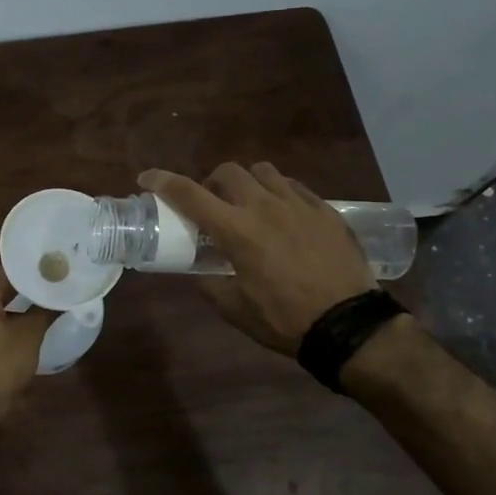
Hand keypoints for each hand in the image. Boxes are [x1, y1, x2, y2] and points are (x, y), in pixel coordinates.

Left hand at [0, 269, 53, 414]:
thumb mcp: (29, 335)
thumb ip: (44, 310)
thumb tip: (60, 297)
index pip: (12, 272)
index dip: (37, 276)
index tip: (59, 277)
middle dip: (24, 292)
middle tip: (53, 293)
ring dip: (10, 309)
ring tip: (40, 310)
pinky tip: (16, 329)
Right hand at [140, 162, 378, 355]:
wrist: (348, 323)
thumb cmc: (284, 319)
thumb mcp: (235, 308)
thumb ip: (212, 283)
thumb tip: (203, 272)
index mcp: (236, 231)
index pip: (190, 195)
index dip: (163, 182)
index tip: (147, 178)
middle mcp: (264, 207)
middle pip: (228, 172)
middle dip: (211, 182)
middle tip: (211, 205)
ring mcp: (298, 204)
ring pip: (263, 172)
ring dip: (246, 183)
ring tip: (248, 204)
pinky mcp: (325, 209)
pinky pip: (294, 186)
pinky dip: (278, 192)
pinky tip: (282, 214)